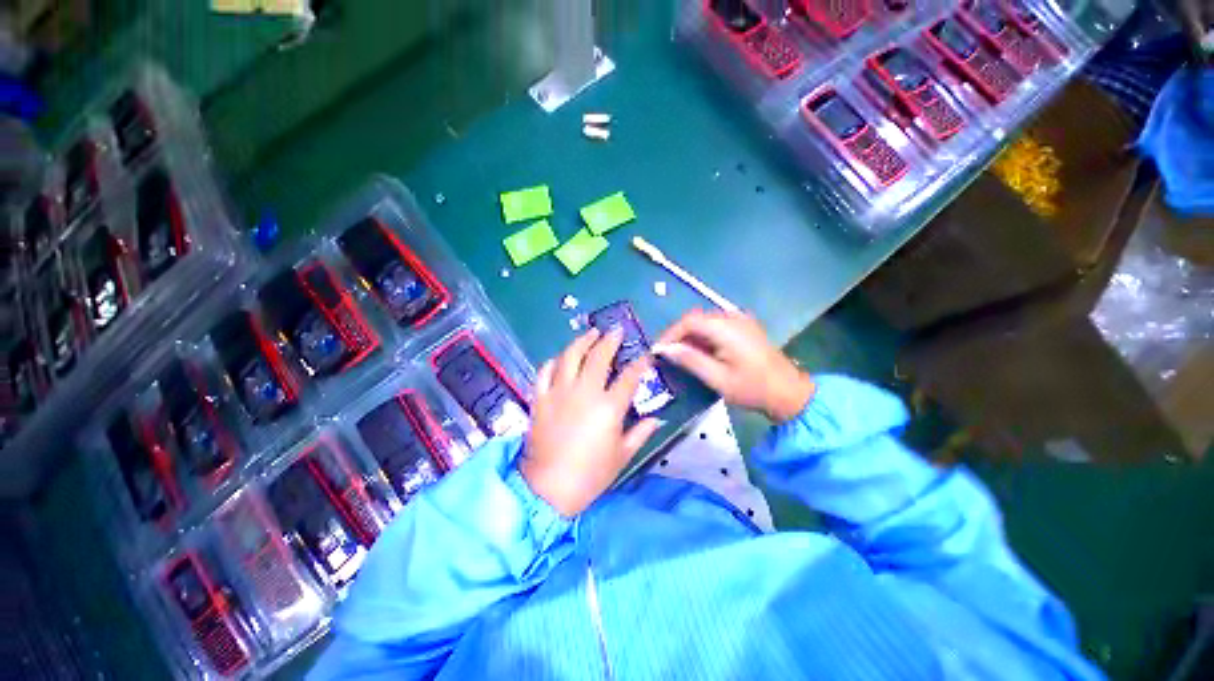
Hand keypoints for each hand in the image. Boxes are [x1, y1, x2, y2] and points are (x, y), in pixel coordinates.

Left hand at [521, 328, 662, 516]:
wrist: (548, 488)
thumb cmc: (590, 475)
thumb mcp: (622, 456)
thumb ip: (641, 433)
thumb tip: (657, 419)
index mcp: (609, 407)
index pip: (629, 377)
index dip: (640, 364)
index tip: (645, 355)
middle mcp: (585, 392)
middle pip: (598, 356)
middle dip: (610, 340)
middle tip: (615, 330)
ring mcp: (559, 392)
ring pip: (570, 356)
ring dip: (582, 341)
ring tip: (590, 333)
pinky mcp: (540, 398)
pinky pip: (545, 371)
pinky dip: (554, 361)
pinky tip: (561, 358)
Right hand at [655, 310, 813, 422]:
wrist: (789, 392)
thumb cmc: (752, 388)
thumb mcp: (717, 378)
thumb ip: (690, 360)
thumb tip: (665, 349)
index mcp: (726, 328)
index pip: (689, 321)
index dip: (670, 334)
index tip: (658, 350)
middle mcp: (732, 317)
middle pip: (696, 320)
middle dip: (678, 336)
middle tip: (666, 355)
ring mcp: (740, 321)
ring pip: (704, 323)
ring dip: (690, 337)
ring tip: (679, 356)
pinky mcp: (743, 327)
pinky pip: (715, 327)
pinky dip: (702, 338)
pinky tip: (699, 353)